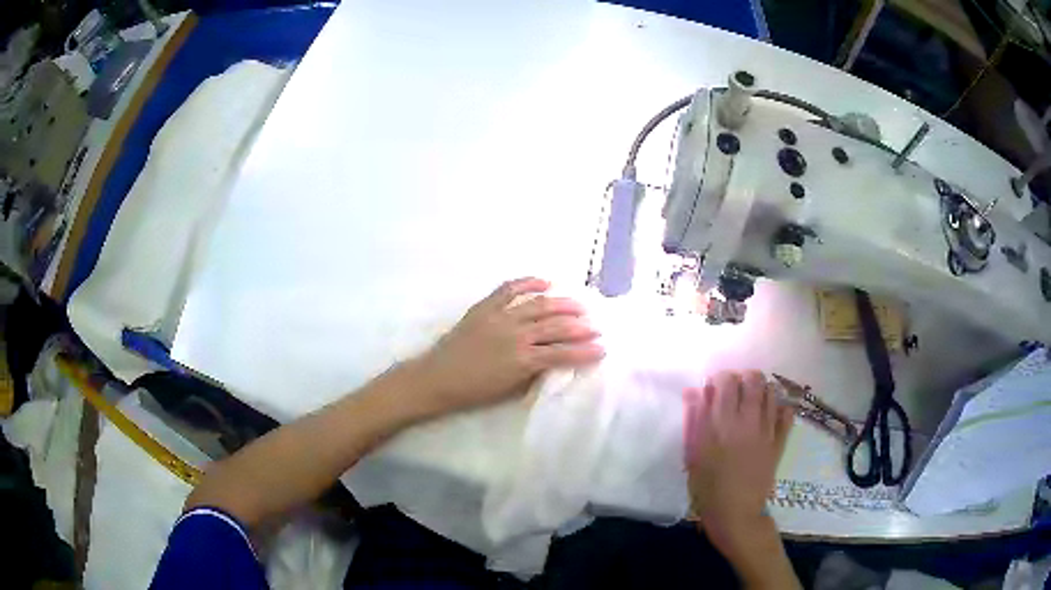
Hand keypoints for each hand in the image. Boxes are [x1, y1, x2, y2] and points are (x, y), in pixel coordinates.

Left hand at [408, 277, 603, 417]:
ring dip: (563, 304)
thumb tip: (554, 360)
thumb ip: (534, 373)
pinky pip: (510, 289)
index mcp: (523, 360)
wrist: (437, 378)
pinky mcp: (485, 307)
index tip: (602, 349)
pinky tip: (546, 282)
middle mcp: (516, 335)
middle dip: (581, 327)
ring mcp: (500, 317)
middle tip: (596, 326)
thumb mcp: (510, 389)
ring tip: (580, 306)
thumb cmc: (474, 391)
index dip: (585, 352)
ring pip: (540, 305)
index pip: (563, 354)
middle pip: (556, 326)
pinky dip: (529, 282)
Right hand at [684, 371, 793, 549]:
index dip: (720, 378)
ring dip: (762, 389)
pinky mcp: (780, 442)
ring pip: (772, 392)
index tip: (714, 390)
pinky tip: (770, 413)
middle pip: (753, 379)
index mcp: (721, 423)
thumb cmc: (707, 486)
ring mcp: (767, 430)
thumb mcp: (692, 454)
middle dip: (744, 378)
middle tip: (735, 391)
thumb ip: (694, 420)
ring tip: (752, 400)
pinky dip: (780, 407)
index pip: (726, 381)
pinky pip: (787, 414)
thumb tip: (694, 391)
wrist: (735, 512)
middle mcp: (747, 420)